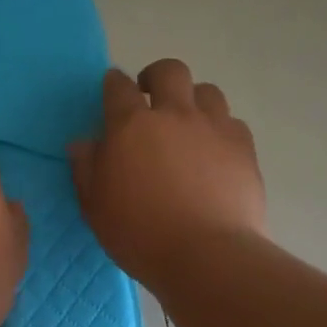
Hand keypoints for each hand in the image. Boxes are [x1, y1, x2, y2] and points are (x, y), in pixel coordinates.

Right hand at [69, 61, 265, 289]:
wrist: (206, 255)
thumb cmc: (140, 234)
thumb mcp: (95, 207)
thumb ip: (86, 169)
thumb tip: (83, 142)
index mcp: (131, 126)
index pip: (118, 87)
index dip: (113, 84)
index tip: (112, 90)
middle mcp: (174, 114)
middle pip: (169, 71)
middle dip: (156, 77)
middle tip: (150, 98)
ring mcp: (214, 127)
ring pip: (207, 91)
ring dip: (193, 100)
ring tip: (187, 125)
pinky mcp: (244, 146)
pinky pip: (232, 122)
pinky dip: (219, 129)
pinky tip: (214, 152)